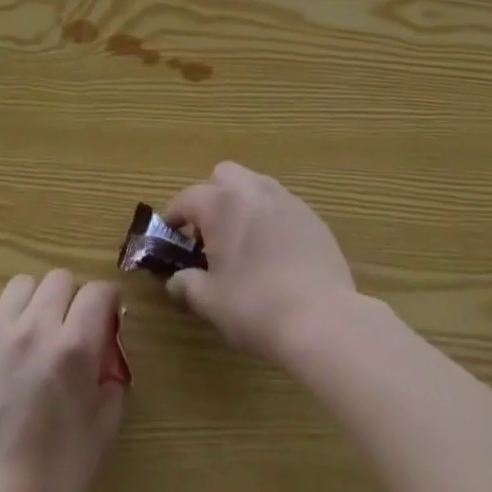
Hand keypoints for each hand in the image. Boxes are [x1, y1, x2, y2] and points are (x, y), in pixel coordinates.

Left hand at [0, 271, 125, 491]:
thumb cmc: (49, 483)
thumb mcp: (100, 435)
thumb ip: (112, 383)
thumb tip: (107, 358)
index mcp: (73, 346)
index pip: (100, 290)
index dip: (108, 303)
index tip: (107, 323)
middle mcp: (35, 328)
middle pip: (60, 278)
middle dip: (72, 300)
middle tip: (70, 333)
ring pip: (22, 285)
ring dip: (34, 303)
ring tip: (33, 337)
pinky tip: (1, 357)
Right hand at [164, 162, 357, 364]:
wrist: (321, 316)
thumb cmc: (255, 306)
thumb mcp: (211, 303)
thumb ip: (188, 286)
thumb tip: (175, 281)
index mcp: (222, 203)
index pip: (188, 198)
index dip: (174, 216)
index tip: (170, 236)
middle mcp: (253, 189)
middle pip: (224, 175)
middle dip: (212, 197)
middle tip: (210, 235)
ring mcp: (286, 198)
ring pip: (255, 186)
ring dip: (243, 204)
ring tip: (243, 244)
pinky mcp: (312, 215)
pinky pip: (282, 206)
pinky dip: (271, 219)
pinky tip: (275, 255)